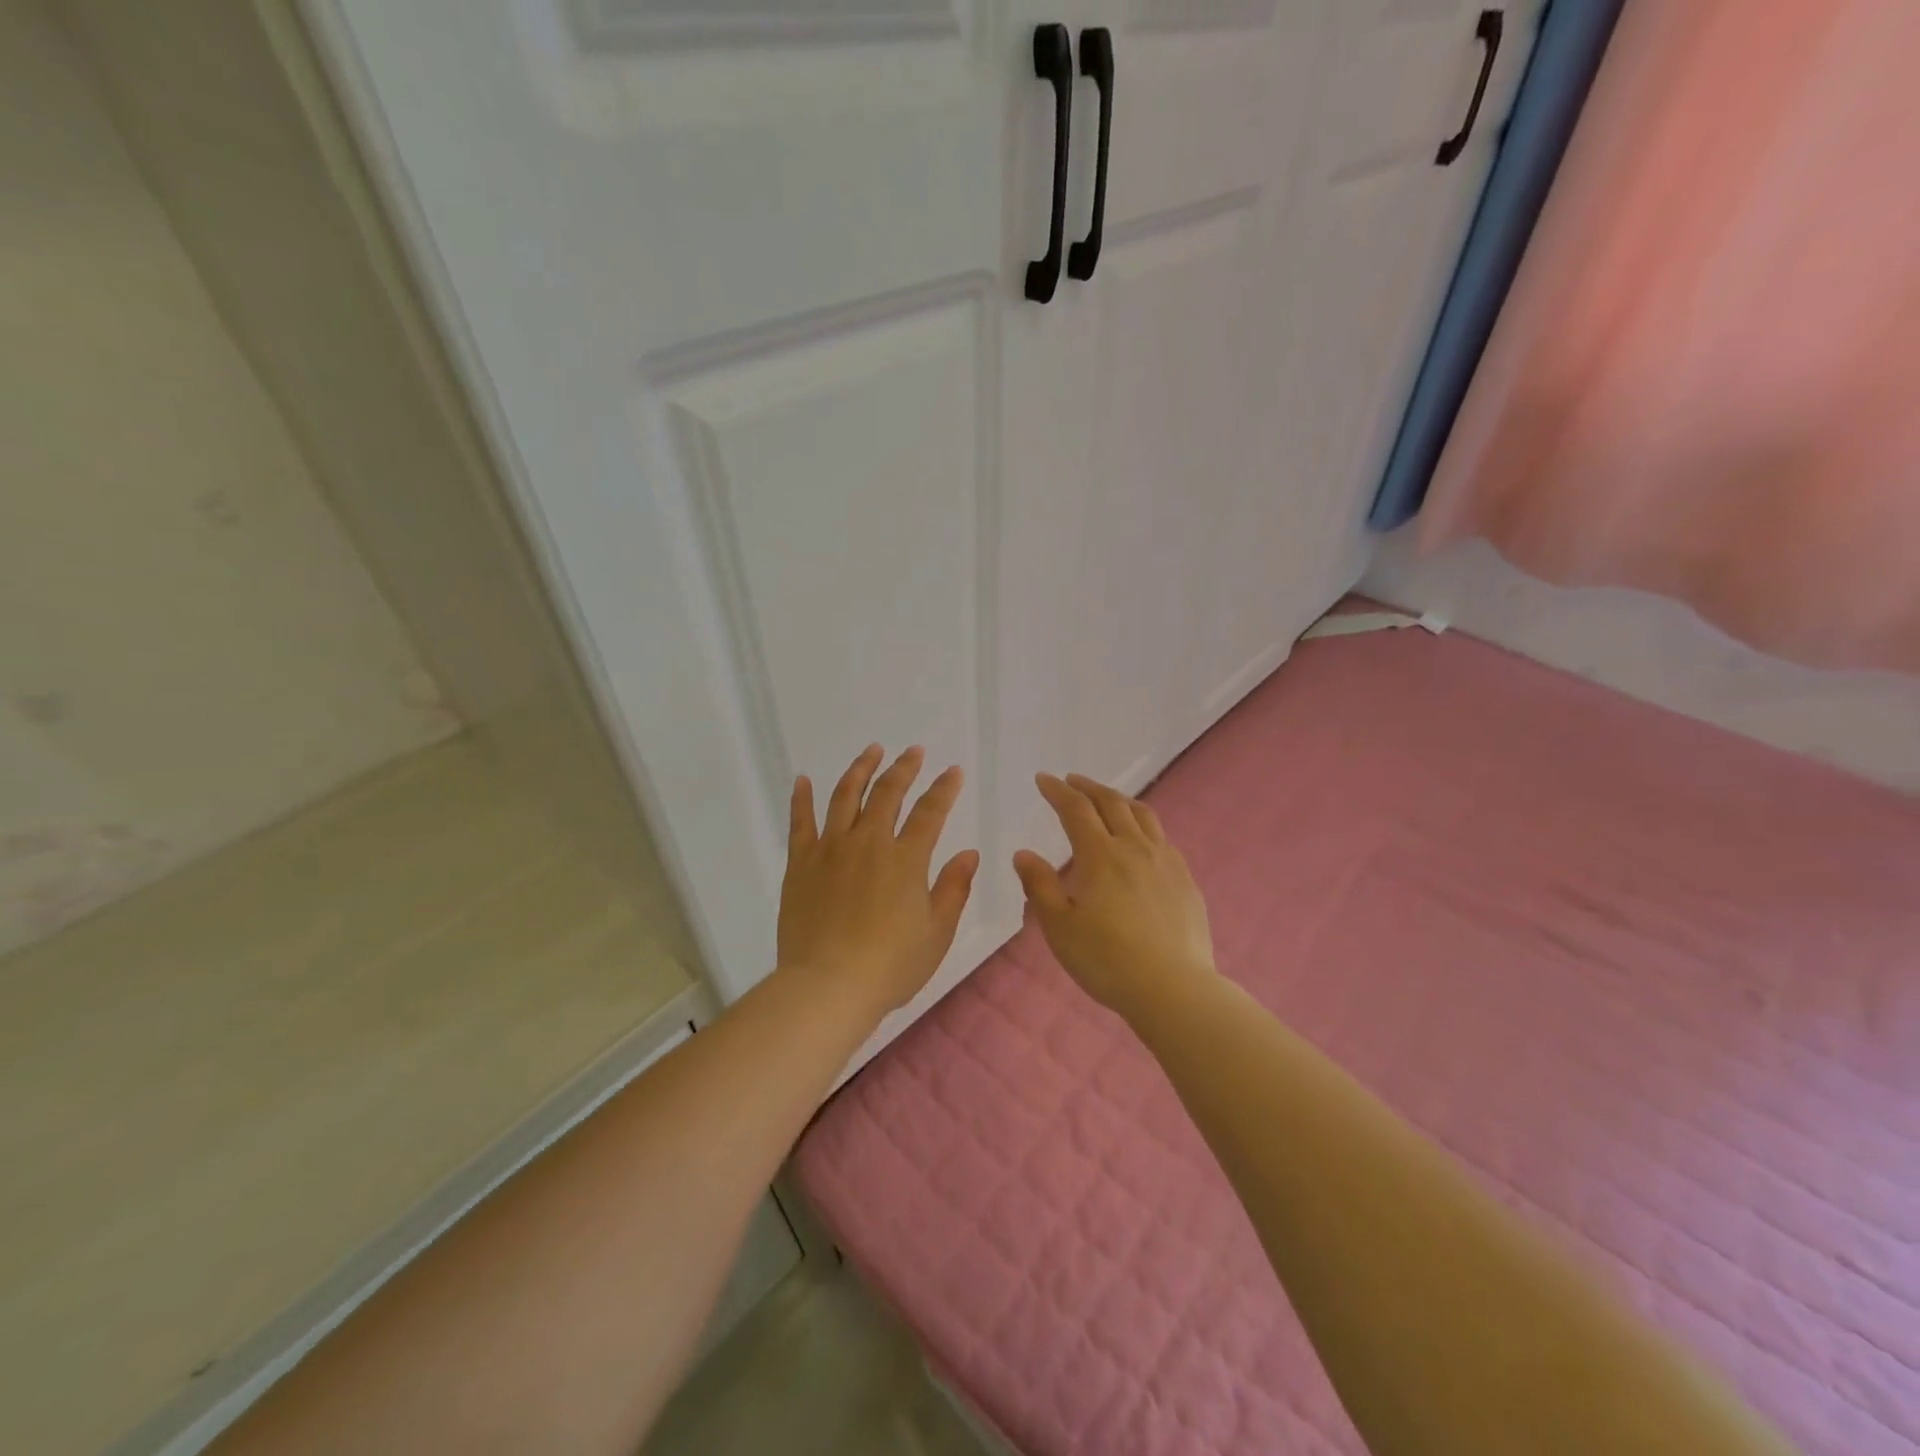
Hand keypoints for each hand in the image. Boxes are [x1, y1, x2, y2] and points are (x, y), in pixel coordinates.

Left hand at [778, 744, 979, 1018]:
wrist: (827, 987)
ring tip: (872, 751)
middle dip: (904, 768)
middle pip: (888, 793)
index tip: (952, 771)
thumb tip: (969, 853)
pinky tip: (803, 779)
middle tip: (913, 751)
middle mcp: (869, 842)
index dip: (944, 789)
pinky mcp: (800, 863)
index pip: (930, 812)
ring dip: (861, 769)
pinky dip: (802, 797)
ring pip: (846, 796)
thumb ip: (954, 888)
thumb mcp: (937, 933)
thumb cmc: (890, 966)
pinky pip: (800, 822)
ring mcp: (830, 849)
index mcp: (906, 859)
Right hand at [1013, 773, 1215, 1018]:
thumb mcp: (1059, 927)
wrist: (1173, 988)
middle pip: (1111, 803)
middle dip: (1088, 787)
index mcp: (1100, 855)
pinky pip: (1162, 838)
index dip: (1058, 791)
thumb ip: (1040, 886)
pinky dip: (1143, 826)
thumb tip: (1024, 854)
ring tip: (1107, 799)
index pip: (1076, 809)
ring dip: (1119, 799)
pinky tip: (1140, 840)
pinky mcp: (1185, 880)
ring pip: (1143, 815)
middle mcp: (1134, 847)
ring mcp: (1165, 861)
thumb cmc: (1107, 960)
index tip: (1044, 779)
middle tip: (1072, 781)